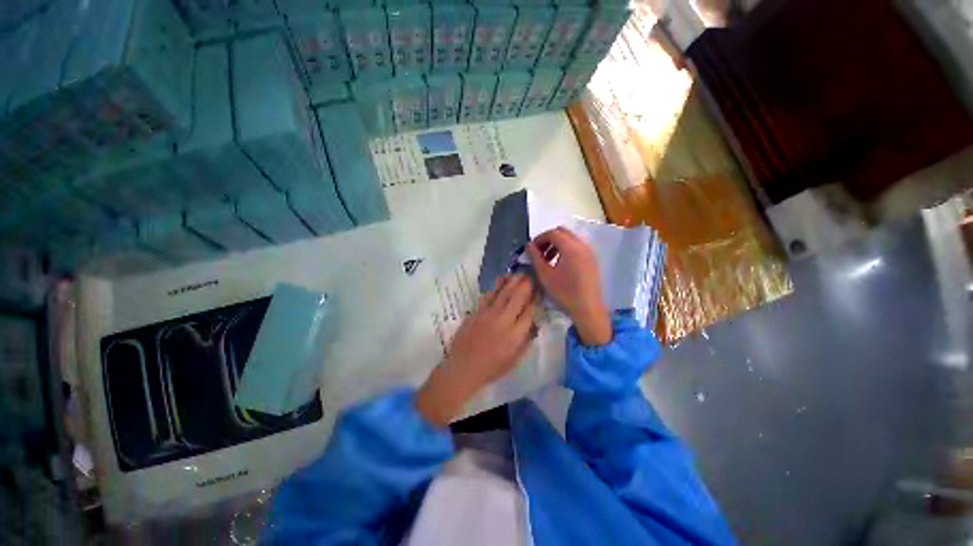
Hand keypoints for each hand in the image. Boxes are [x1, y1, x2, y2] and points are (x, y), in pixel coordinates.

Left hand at [415, 275, 536, 426]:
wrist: (463, 368)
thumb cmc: (492, 368)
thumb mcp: (515, 360)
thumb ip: (526, 340)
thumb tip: (534, 323)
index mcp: (515, 335)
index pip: (530, 311)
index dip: (536, 298)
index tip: (540, 290)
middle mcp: (503, 321)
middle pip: (518, 297)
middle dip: (526, 284)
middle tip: (531, 275)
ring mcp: (488, 314)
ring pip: (503, 293)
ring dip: (512, 281)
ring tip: (519, 273)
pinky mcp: (476, 312)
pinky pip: (488, 296)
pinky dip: (495, 287)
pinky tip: (501, 280)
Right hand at [527, 227, 611, 346]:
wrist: (588, 308)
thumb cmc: (564, 291)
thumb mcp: (545, 274)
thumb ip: (535, 257)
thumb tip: (529, 245)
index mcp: (570, 247)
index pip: (552, 233)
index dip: (539, 238)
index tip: (531, 249)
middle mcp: (581, 245)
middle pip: (562, 232)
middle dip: (548, 239)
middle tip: (539, 252)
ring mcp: (589, 251)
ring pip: (570, 239)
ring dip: (557, 244)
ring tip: (548, 260)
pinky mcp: (592, 259)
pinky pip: (577, 247)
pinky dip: (566, 249)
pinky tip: (560, 265)